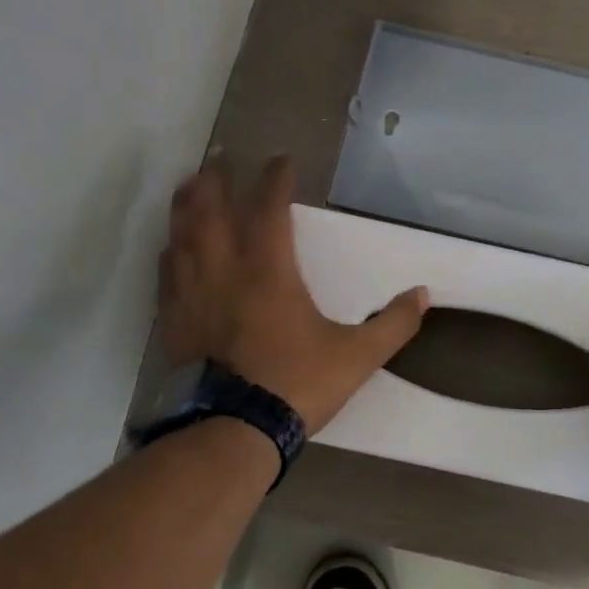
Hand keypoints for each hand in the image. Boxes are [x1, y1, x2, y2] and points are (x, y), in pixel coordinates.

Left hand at [161, 155, 428, 433]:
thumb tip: (423, 295)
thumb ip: (393, 324)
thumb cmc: (297, 384)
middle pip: (211, 211)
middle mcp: (225, 271)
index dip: (275, 179)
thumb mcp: (358, 355)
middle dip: (216, 180)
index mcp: (269, 271)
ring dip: (185, 207)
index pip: (269, 209)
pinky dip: (169, 252)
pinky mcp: (174, 321)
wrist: (235, 431)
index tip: (282, 160)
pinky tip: (170, 248)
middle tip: (218, 157)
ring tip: (188, 187)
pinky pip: (166, 274)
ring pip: (182, 237)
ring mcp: (193, 295)